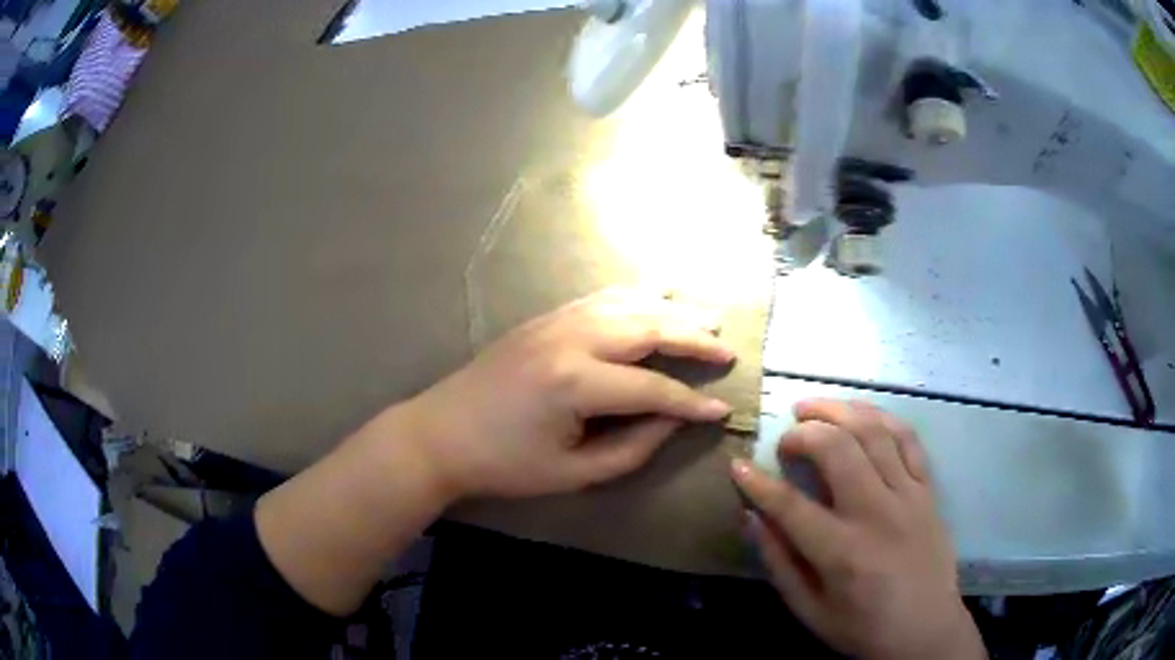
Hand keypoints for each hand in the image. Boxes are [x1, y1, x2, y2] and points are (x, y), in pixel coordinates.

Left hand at [404, 288, 735, 499]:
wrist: (440, 433)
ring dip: (670, 309)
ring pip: (627, 303)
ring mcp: (554, 322)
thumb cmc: (503, 464)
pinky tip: (654, 297)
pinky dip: (635, 296)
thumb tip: (673, 421)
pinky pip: (600, 298)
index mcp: (575, 383)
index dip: (691, 403)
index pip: (653, 390)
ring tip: (705, 317)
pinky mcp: (543, 319)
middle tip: (726, 349)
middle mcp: (570, 340)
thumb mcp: (572, 473)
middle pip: (648, 328)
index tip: (723, 411)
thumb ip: (631, 447)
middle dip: (693, 337)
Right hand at [732, 400, 984, 659]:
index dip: (757, 482)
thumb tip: (750, 517)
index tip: (738, 465)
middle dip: (804, 433)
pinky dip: (883, 419)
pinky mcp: (928, 490)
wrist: (925, 630)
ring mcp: (908, 496)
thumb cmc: (863, 628)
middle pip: (837, 449)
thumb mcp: (809, 610)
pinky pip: (909, 440)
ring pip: (875, 433)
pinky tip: (863, 414)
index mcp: (841, 551)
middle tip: (786, 437)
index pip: (790, 505)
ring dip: (840, 411)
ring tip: (815, 407)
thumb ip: (779, 563)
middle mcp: (876, 513)